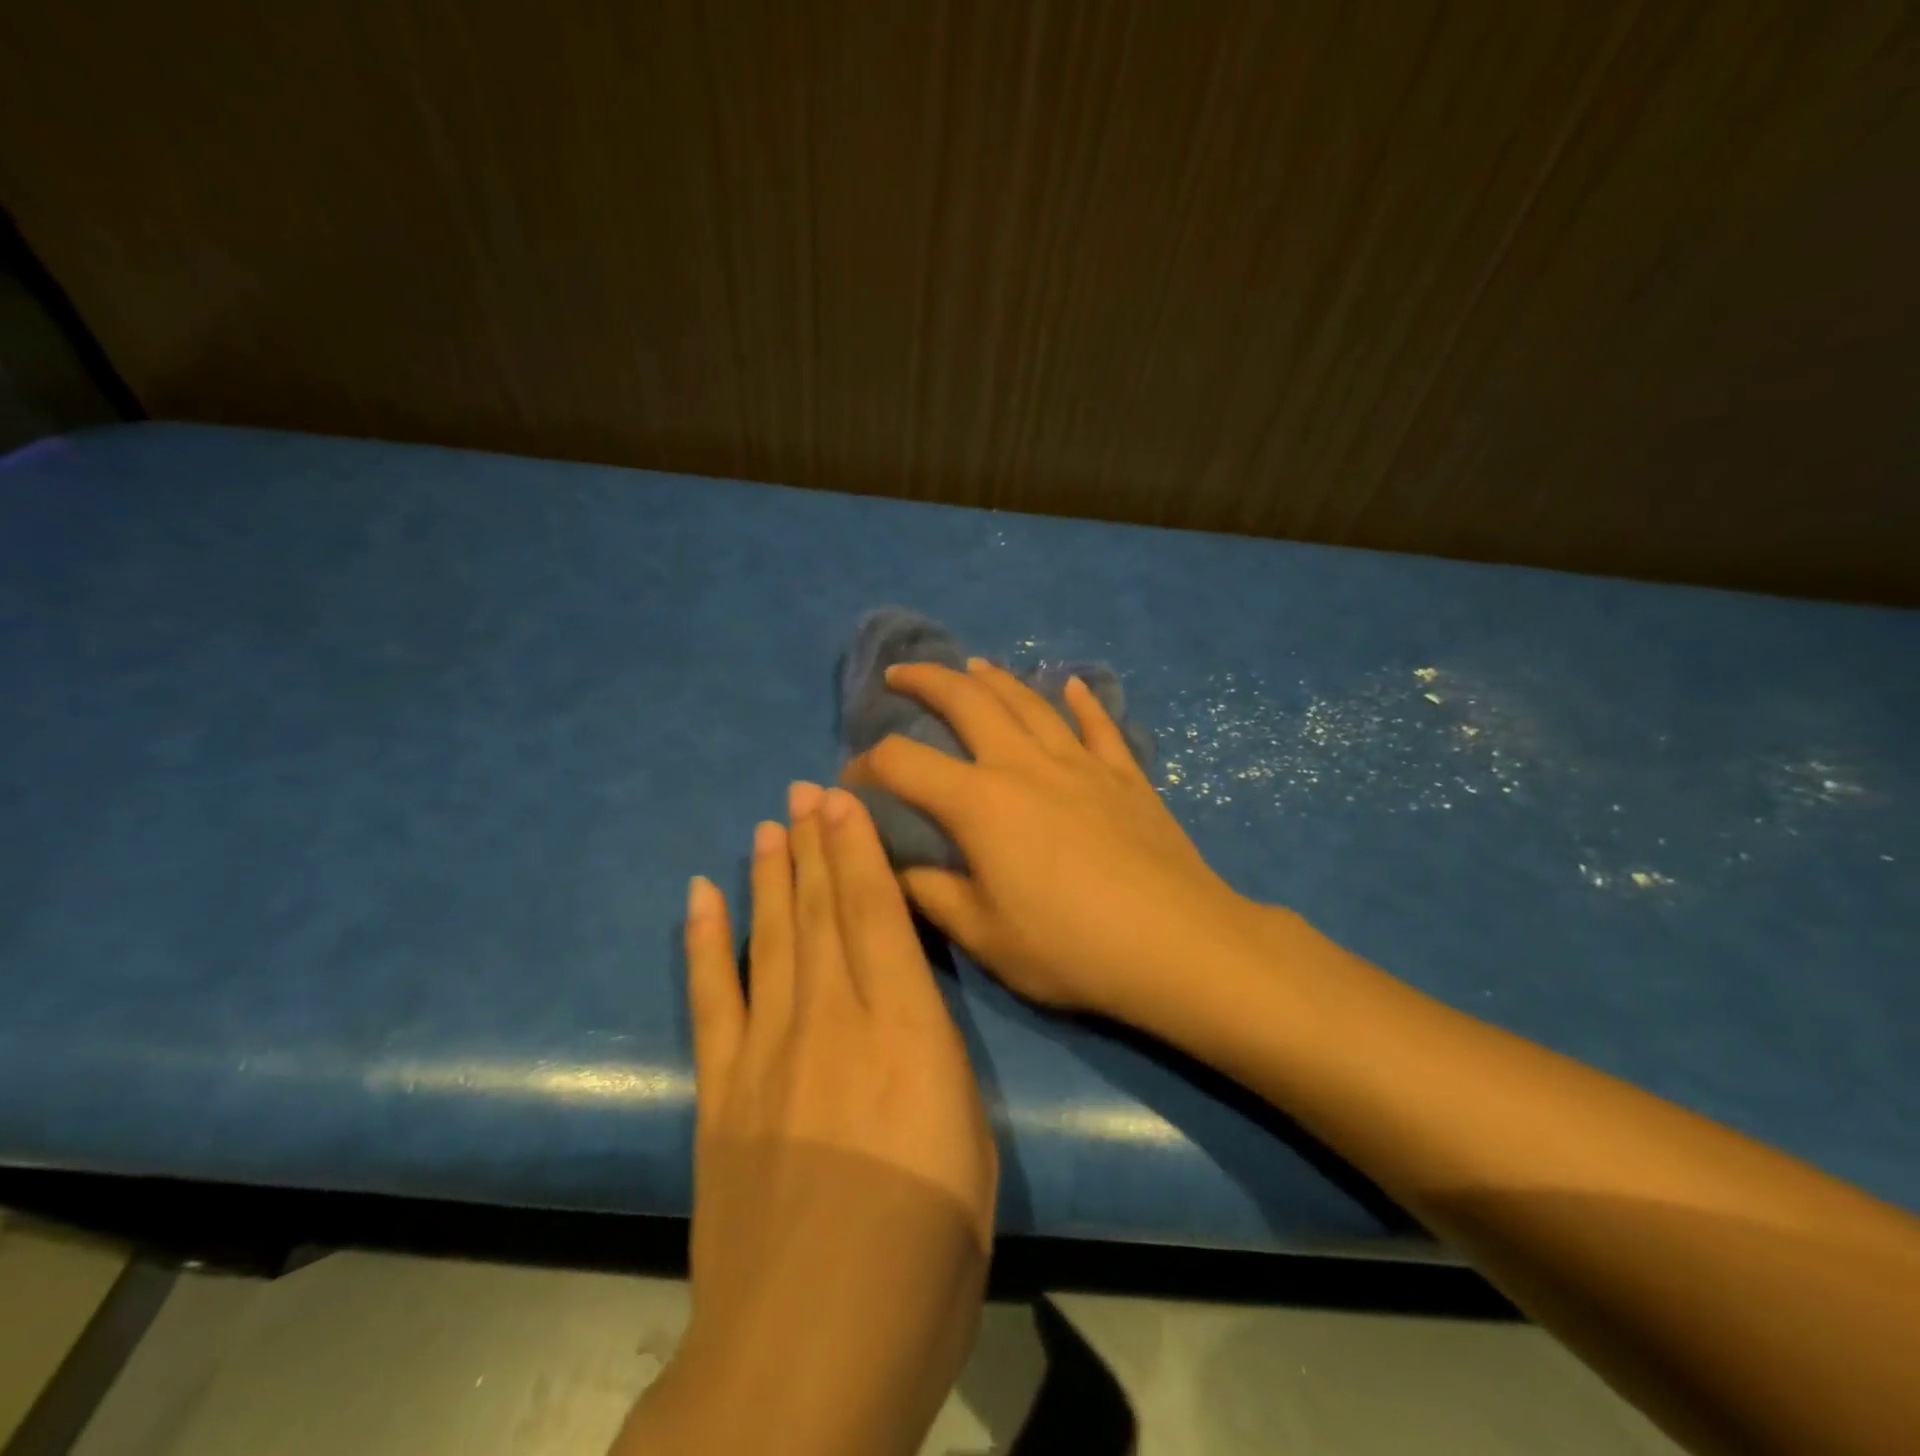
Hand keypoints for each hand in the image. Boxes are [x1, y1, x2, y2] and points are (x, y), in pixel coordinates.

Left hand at [621, 782, 997, 1455]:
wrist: (810, 1351)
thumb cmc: (927, 1256)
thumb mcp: (972, 1144)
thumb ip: (937, 1060)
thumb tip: (910, 1012)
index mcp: (904, 1029)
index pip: (876, 913)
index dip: (858, 849)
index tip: (843, 800)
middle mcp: (832, 1018)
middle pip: (820, 910)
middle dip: (814, 844)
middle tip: (803, 791)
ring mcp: (766, 1050)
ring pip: (770, 937)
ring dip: (768, 876)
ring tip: (767, 827)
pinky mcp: (719, 1091)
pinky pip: (710, 997)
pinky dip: (704, 941)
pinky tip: (701, 896)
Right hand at [842, 658, 1264, 1023]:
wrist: (1176, 945)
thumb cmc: (1072, 947)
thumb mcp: (984, 935)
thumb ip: (931, 894)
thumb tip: (892, 868)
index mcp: (981, 803)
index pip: (904, 763)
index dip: (867, 764)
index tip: (851, 779)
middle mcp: (1025, 765)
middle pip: (967, 701)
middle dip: (926, 680)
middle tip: (900, 674)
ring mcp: (1080, 763)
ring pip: (1029, 701)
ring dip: (994, 678)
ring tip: (972, 666)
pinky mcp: (1124, 775)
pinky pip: (1099, 725)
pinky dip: (1083, 701)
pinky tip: (1073, 685)